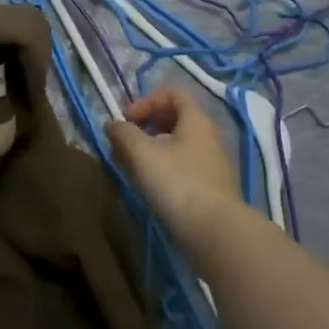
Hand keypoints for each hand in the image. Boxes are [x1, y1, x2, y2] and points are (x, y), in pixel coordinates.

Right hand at [104, 87, 248, 256]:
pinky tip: (148, 188)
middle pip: (174, 119)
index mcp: (196, 121)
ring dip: (150, 151)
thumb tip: (112, 125)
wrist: (216, 234)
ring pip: (176, 147)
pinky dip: (161, 171)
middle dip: (145, 127)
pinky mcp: (209, 191)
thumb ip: (123, 133)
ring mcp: (211, 166)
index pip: (174, 93)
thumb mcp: (142, 153)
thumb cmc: (178, 183)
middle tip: (124, 144)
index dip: (147, 100)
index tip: (128, 119)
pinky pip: (181, 169)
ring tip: (130, 168)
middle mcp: (207, 138)